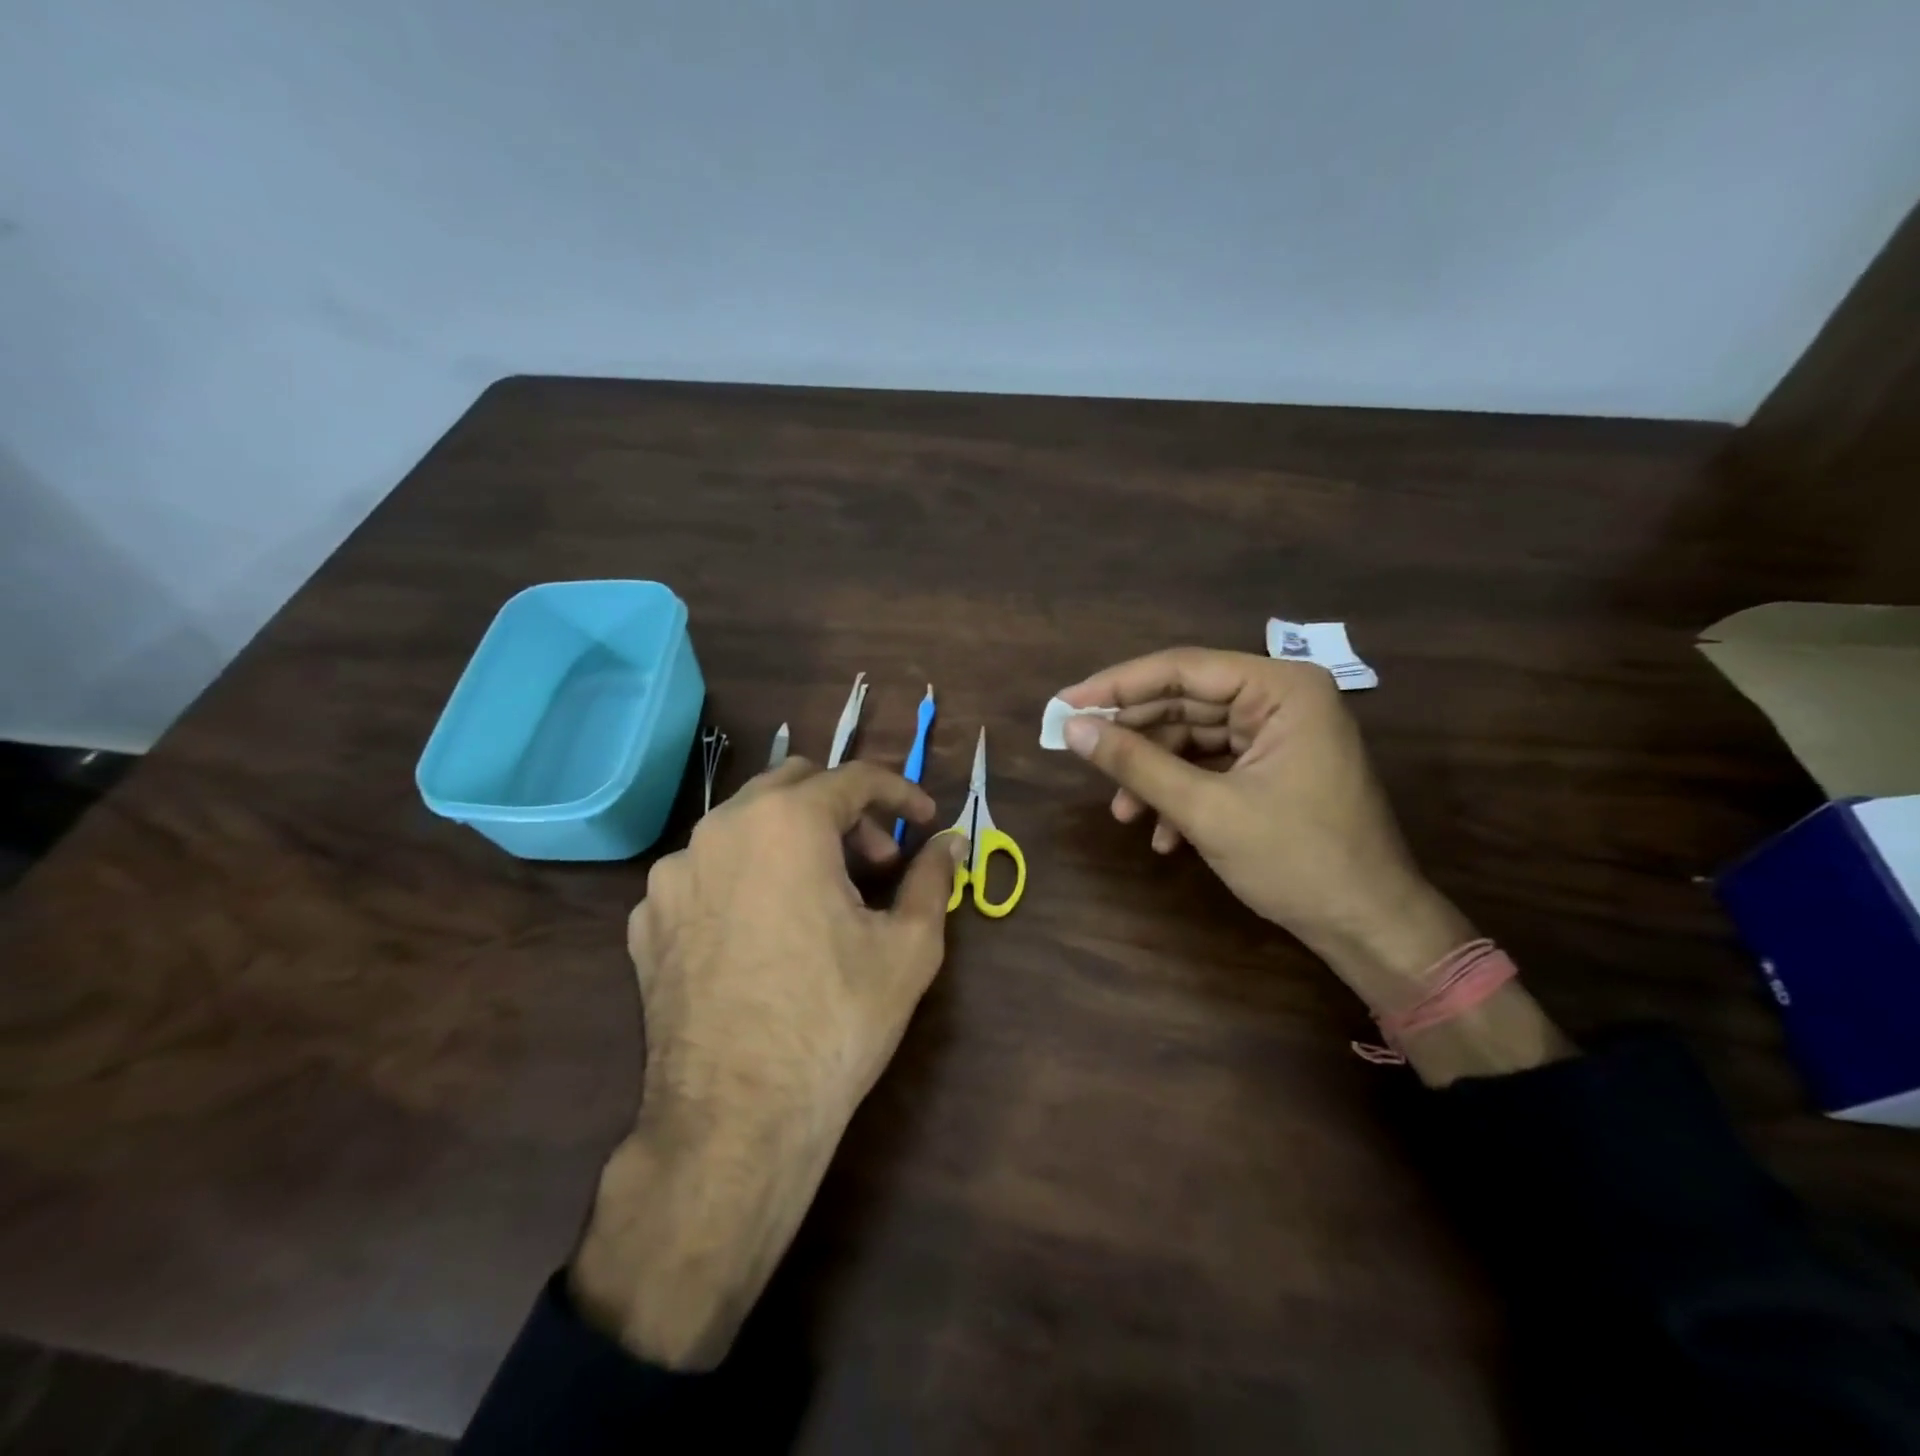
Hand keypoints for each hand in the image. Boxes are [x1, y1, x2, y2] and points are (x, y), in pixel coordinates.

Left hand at [571, 758, 964, 1368]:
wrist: (735, 1119)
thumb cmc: (835, 1020)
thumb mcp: (909, 946)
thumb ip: (933, 878)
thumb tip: (953, 842)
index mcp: (786, 822)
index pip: (853, 778)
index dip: (899, 792)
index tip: (925, 818)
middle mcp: (720, 829)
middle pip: (793, 785)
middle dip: (844, 810)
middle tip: (877, 862)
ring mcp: (672, 874)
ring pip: (744, 825)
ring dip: (793, 840)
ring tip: (822, 897)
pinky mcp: (646, 920)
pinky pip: (706, 873)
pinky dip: (745, 878)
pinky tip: (765, 930)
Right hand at [1059, 648, 1570, 1083]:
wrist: (1369, 927)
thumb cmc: (1297, 860)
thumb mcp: (1206, 810)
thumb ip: (1136, 763)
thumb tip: (1071, 728)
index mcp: (1281, 689)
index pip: (1182, 669)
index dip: (1117, 686)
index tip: (1064, 704)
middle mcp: (1282, 699)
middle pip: (1185, 702)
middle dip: (1135, 738)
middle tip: (1081, 755)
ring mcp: (1280, 734)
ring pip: (1193, 738)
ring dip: (1154, 775)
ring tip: (1123, 813)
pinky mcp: (1274, 767)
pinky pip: (1212, 766)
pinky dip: (1182, 794)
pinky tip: (1163, 836)